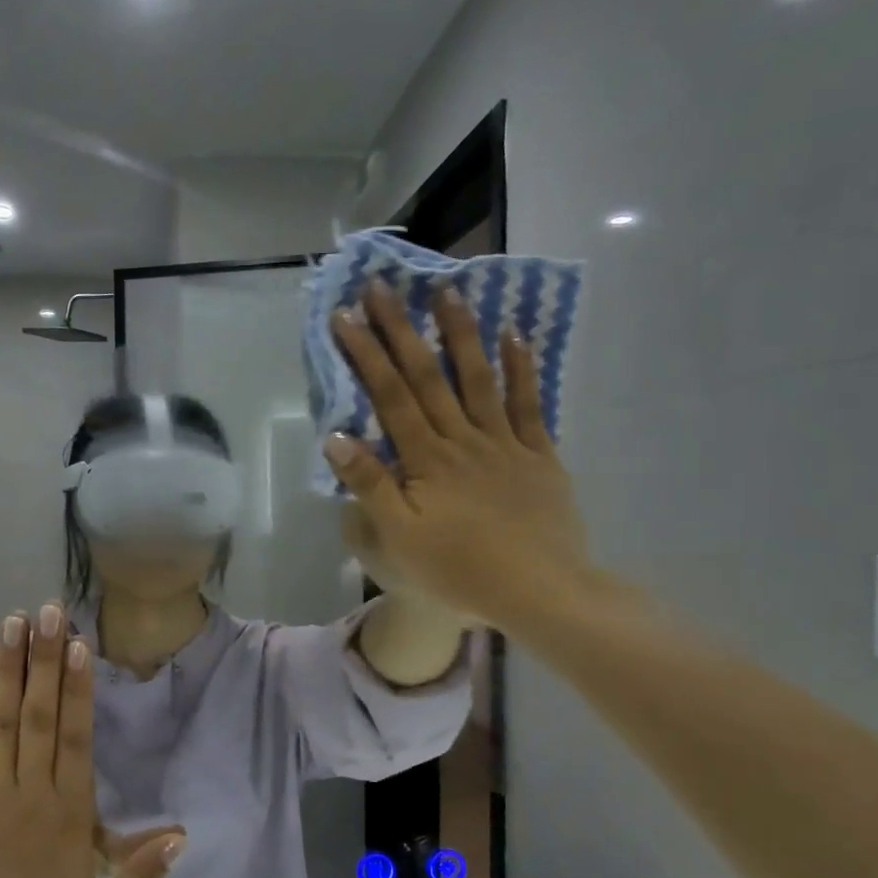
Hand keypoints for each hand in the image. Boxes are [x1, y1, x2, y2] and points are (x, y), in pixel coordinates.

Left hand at [0, 605, 184, 877]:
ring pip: (2, 722)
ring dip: (9, 670)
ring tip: (13, 624)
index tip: (79, 645)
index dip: (78, 689)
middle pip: (40, 716)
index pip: (76, 740)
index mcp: (68, 822)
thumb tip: (182, 833)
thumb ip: (143, 877)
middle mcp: (28, 799)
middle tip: (47, 611)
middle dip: (44, 660)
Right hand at [323, 284, 596, 635]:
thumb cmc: (460, 569)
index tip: (346, 316)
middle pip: (428, 377)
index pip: (390, 396)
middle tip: (382, 287)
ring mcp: (505, 443)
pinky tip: (515, 336)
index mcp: (426, 459)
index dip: (366, 355)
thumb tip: (336, 437)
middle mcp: (463, 439)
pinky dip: (522, 369)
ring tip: (447, 292)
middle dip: (401, 330)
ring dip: (461, 334)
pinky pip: (529, 404)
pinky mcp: (539, 455)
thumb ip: (370, 484)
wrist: (540, 590)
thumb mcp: (400, 537)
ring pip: (479, 378)